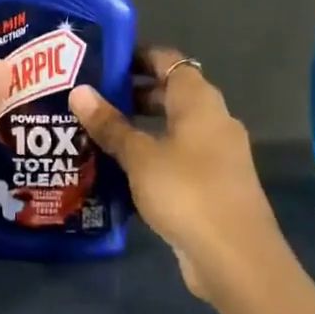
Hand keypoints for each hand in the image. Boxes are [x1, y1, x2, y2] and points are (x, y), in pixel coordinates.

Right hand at [68, 47, 283, 301]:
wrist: (235, 257)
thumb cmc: (187, 192)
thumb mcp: (140, 157)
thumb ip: (110, 125)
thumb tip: (79, 91)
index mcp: (200, 102)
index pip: (168, 61)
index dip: (137, 56)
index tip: (101, 61)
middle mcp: (213, 120)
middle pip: (170, 93)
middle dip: (132, 93)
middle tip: (89, 98)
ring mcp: (216, 154)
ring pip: (172, 128)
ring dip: (139, 127)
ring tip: (96, 132)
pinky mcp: (212, 184)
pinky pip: (177, 156)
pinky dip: (151, 155)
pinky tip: (119, 169)